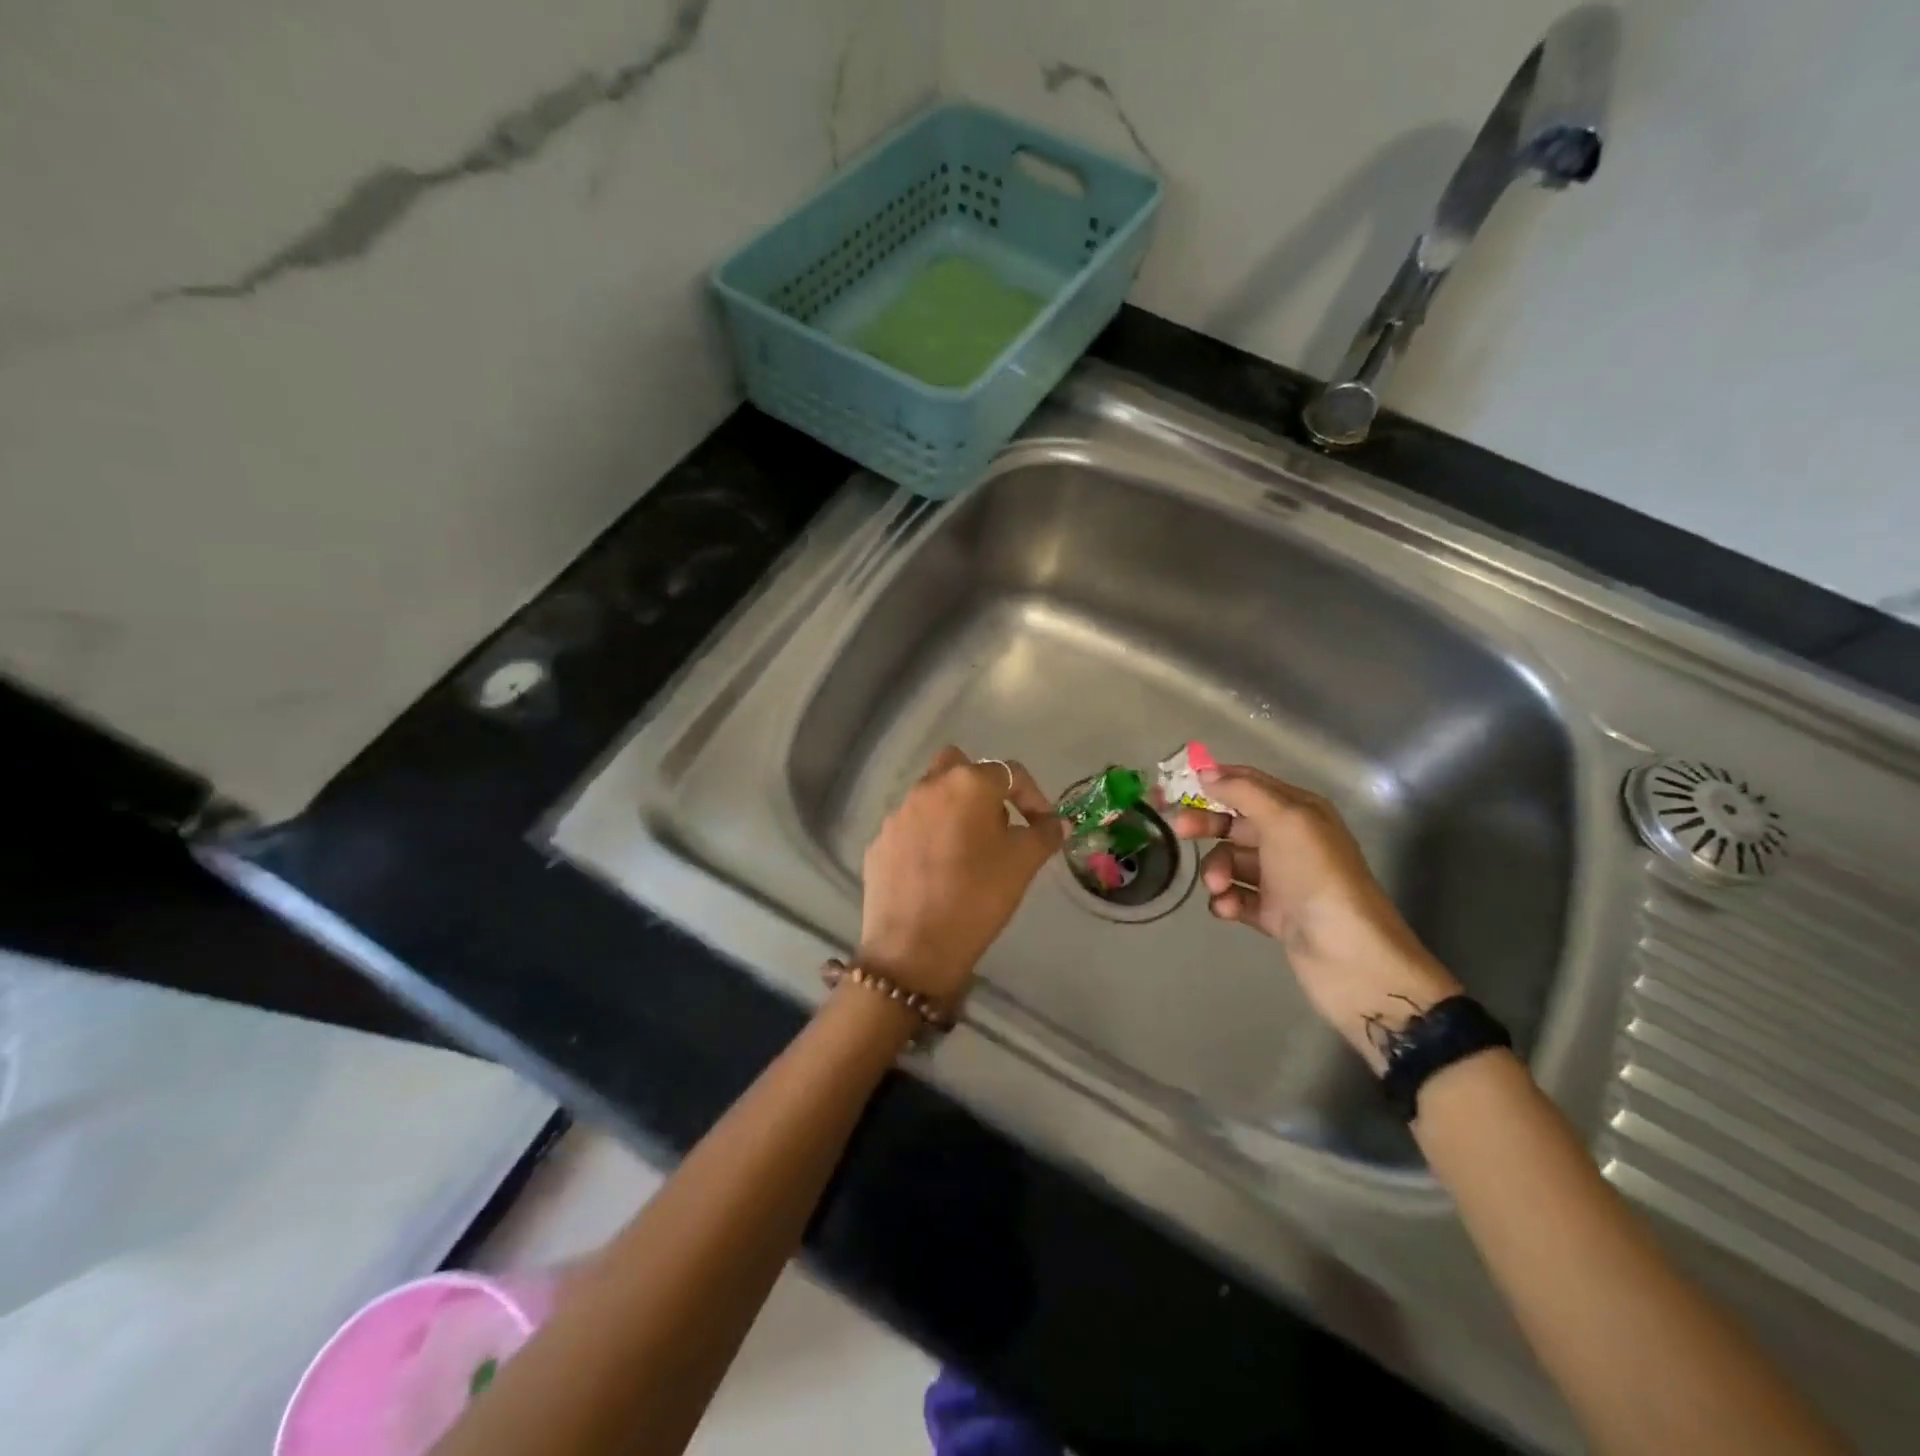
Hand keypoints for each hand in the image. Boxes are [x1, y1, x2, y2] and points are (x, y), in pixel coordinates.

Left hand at [858, 746, 1065, 1009]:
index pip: (1010, 773)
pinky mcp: (879, 841)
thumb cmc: (977, 897)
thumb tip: (1055, 823)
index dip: (1033, 797)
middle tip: (998, 825)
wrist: (912, 947)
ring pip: (931, 796)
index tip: (1042, 826)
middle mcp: (928, 787)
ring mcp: (898, 813)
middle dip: (982, 788)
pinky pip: (911, 827)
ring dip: (953, 811)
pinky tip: (937, 871)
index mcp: (967, 784)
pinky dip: (927, 837)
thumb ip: (1044, 834)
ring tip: (968, 851)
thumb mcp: (1023, 864)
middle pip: (960, 768)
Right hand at [1169, 765, 1461, 1068]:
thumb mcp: (1283, 820)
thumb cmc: (1315, 875)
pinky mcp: (1273, 914)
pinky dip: (1226, 900)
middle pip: (1236, 823)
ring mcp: (1282, 880)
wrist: (1347, 953)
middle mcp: (1291, 841)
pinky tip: (1226, 908)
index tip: (1184, 784)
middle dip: (1208, 826)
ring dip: (1216, 870)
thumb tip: (1207, 772)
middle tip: (1180, 831)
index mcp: (1300, 812)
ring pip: (1232, 862)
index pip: (1253, 784)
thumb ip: (1243, 791)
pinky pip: (1237, 898)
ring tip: (1218, 886)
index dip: (1220, 780)